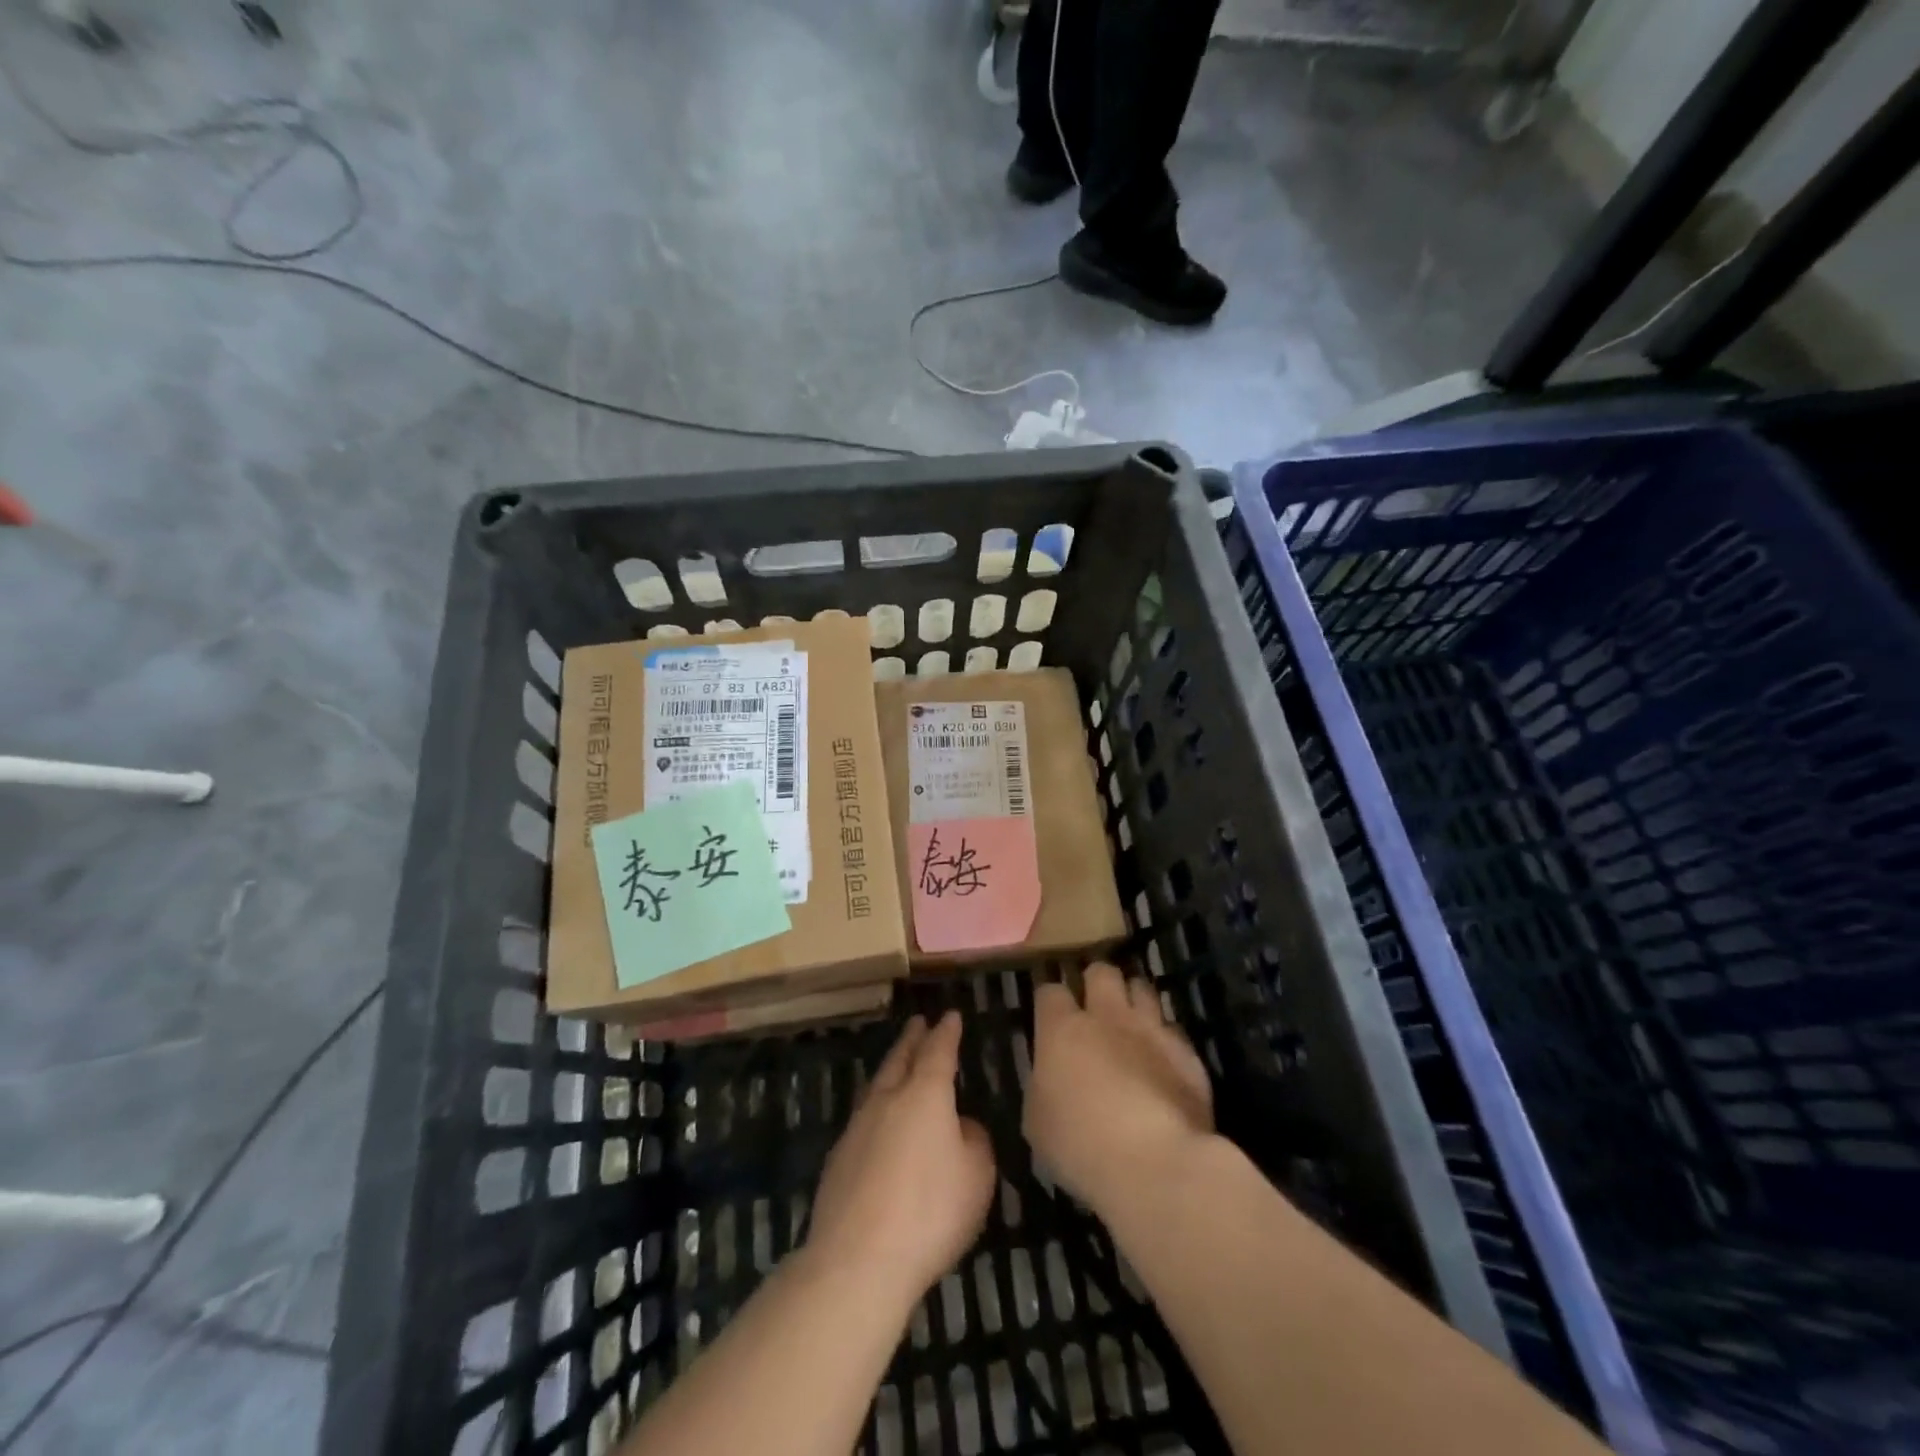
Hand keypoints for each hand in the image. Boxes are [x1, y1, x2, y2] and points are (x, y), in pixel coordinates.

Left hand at [805, 1011, 996, 1312]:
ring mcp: (857, 1127)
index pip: (938, 1051)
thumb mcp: (977, 1177)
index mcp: (925, 1094)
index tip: (951, 1015)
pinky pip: (863, 1119)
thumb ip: (974, 1142)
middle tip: (919, 1023)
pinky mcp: (838, 1159)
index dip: (946, 1032)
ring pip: (877, 1085)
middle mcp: (888, 1099)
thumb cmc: (930, 1212)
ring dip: (890, 1069)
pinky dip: (876, 1108)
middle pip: (900, 1059)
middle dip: (912, 1039)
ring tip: (897, 1063)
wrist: (858, 1259)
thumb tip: (961, 1126)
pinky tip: (878, 1122)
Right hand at [1024, 963, 1213, 1216]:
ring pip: (1142, 987)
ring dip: (1134, 999)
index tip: (1049, 1013)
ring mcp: (1151, 1029)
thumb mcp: (1038, 1122)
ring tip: (1131, 1020)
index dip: (1050, 998)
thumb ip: (1042, 1087)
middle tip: (1094, 1005)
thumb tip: (1050, 1078)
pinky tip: (1162, 1058)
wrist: (1156, 1164)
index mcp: (1062, 1029)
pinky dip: (1165, 1037)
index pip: (1050, 990)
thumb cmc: (1081, 1146)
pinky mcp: (1187, 1052)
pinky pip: (1173, 1028)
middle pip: (1102, 972)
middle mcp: (1107, 1016)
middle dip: (1096, 981)